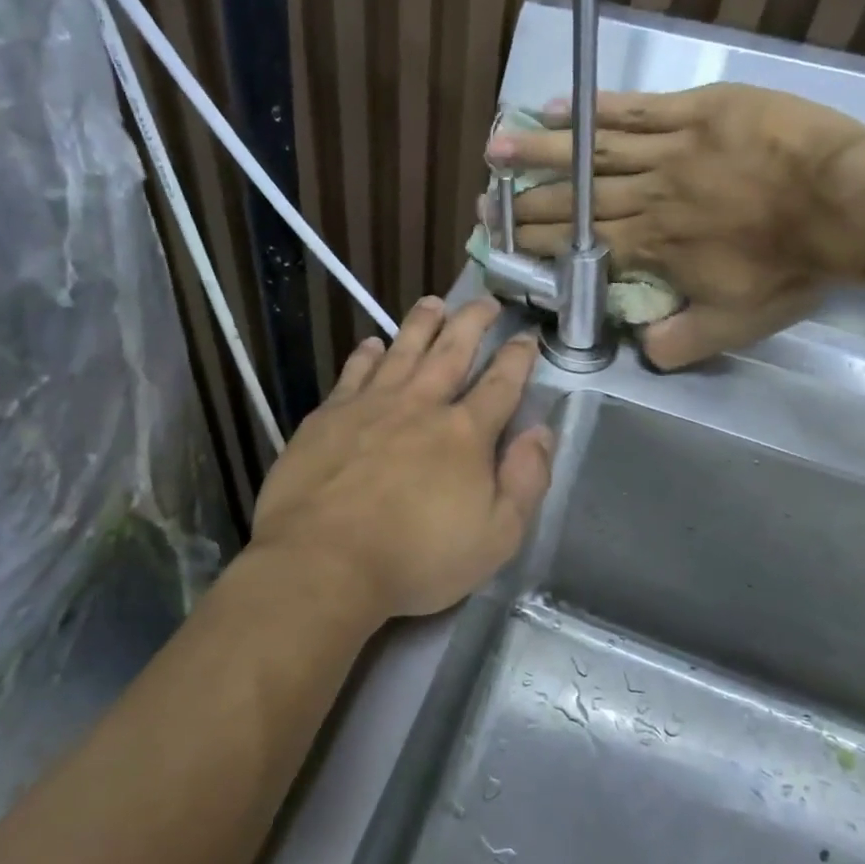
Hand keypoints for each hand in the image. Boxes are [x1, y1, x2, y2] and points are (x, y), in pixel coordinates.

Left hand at [251, 296, 553, 619]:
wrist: (323, 561)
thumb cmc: (416, 560)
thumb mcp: (496, 537)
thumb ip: (525, 481)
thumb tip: (541, 432)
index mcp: (464, 433)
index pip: (500, 384)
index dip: (517, 358)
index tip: (526, 337)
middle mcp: (420, 405)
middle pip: (452, 351)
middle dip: (473, 322)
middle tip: (485, 302)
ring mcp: (370, 405)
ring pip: (402, 350)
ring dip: (421, 324)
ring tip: (434, 303)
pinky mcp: (328, 416)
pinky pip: (354, 372)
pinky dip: (367, 354)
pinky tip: (372, 343)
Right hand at [487, 83, 864, 368]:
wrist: (849, 207)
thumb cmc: (790, 269)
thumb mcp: (733, 326)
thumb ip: (678, 344)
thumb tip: (639, 350)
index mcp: (648, 247)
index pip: (577, 244)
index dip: (534, 242)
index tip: (501, 240)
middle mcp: (646, 197)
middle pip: (574, 198)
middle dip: (525, 201)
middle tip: (485, 199)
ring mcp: (670, 149)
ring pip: (593, 150)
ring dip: (541, 151)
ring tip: (497, 147)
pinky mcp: (699, 111)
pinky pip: (636, 108)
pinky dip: (594, 109)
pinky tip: (558, 107)